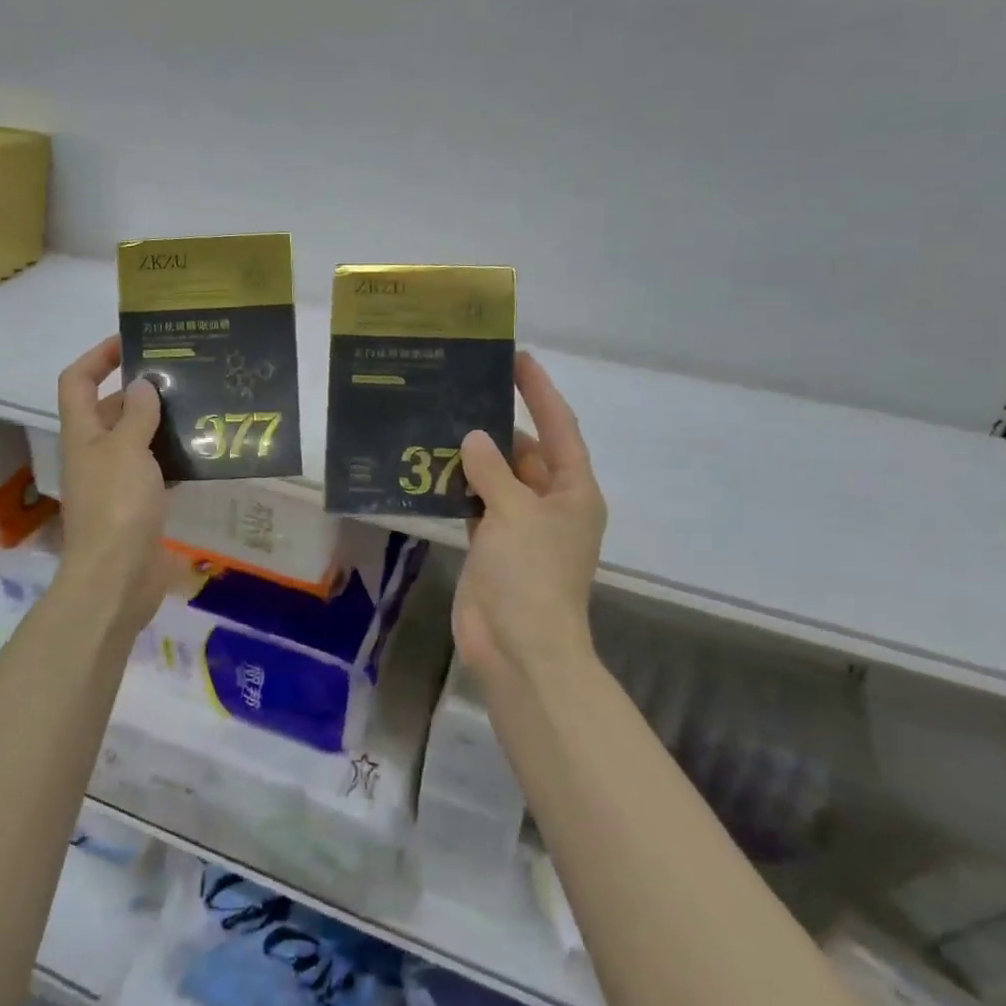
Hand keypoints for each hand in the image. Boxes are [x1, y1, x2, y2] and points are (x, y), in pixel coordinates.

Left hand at [53, 336, 172, 630]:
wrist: (117, 577)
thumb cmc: (117, 505)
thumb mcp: (127, 450)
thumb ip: (137, 414)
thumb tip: (143, 384)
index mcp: (82, 433)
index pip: (78, 380)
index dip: (98, 357)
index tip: (131, 342)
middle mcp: (95, 453)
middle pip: (111, 409)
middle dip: (141, 389)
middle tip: (184, 375)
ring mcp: (116, 481)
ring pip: (137, 440)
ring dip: (161, 424)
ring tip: (200, 407)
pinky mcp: (137, 506)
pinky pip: (156, 471)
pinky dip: (174, 460)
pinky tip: (203, 453)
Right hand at [453, 351, 606, 686]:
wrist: (519, 647)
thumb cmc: (530, 574)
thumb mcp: (514, 512)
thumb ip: (492, 470)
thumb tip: (473, 438)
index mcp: (573, 491)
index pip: (558, 427)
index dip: (540, 392)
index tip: (517, 358)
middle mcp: (551, 504)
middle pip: (525, 452)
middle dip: (497, 427)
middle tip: (460, 392)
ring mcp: (521, 528)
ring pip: (498, 480)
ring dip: (474, 459)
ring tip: (438, 423)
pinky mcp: (493, 547)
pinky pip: (478, 506)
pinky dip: (460, 490)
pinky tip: (431, 471)